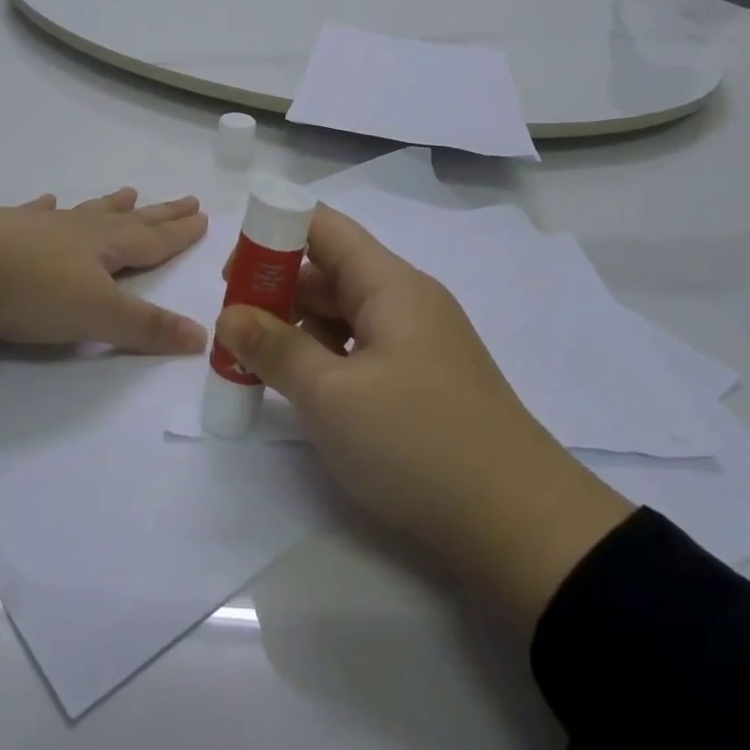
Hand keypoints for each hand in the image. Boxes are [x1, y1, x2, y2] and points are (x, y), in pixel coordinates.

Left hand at [0, 189, 208, 354]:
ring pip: (85, 213)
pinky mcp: (0, 231)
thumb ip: (147, 328)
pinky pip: (33, 215)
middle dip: (159, 214)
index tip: (202, 216)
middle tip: (186, 198)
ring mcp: (38, 227)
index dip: (179, 232)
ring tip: (128, 191)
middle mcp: (77, 232)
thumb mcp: (96, 316)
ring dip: (109, 206)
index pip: (153, 240)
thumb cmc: (32, 292)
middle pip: (128, 221)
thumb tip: (202, 336)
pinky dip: (44, 208)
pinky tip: (45, 200)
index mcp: (104, 248)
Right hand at [216, 207, 631, 627]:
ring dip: (299, 329)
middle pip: (331, 270)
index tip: (234, 277)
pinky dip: (327, 359)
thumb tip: (229, 315)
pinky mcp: (424, 379)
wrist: (519, 522)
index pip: (324, 227)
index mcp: (389, 283)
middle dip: (277, 291)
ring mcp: (419, 340)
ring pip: (345, 314)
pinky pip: (363, 349)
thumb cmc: (417, 442)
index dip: (273, 236)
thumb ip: (274, 348)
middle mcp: (406, 299)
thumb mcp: (331, 396)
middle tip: (234, 331)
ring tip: (258, 364)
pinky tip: (305, 390)